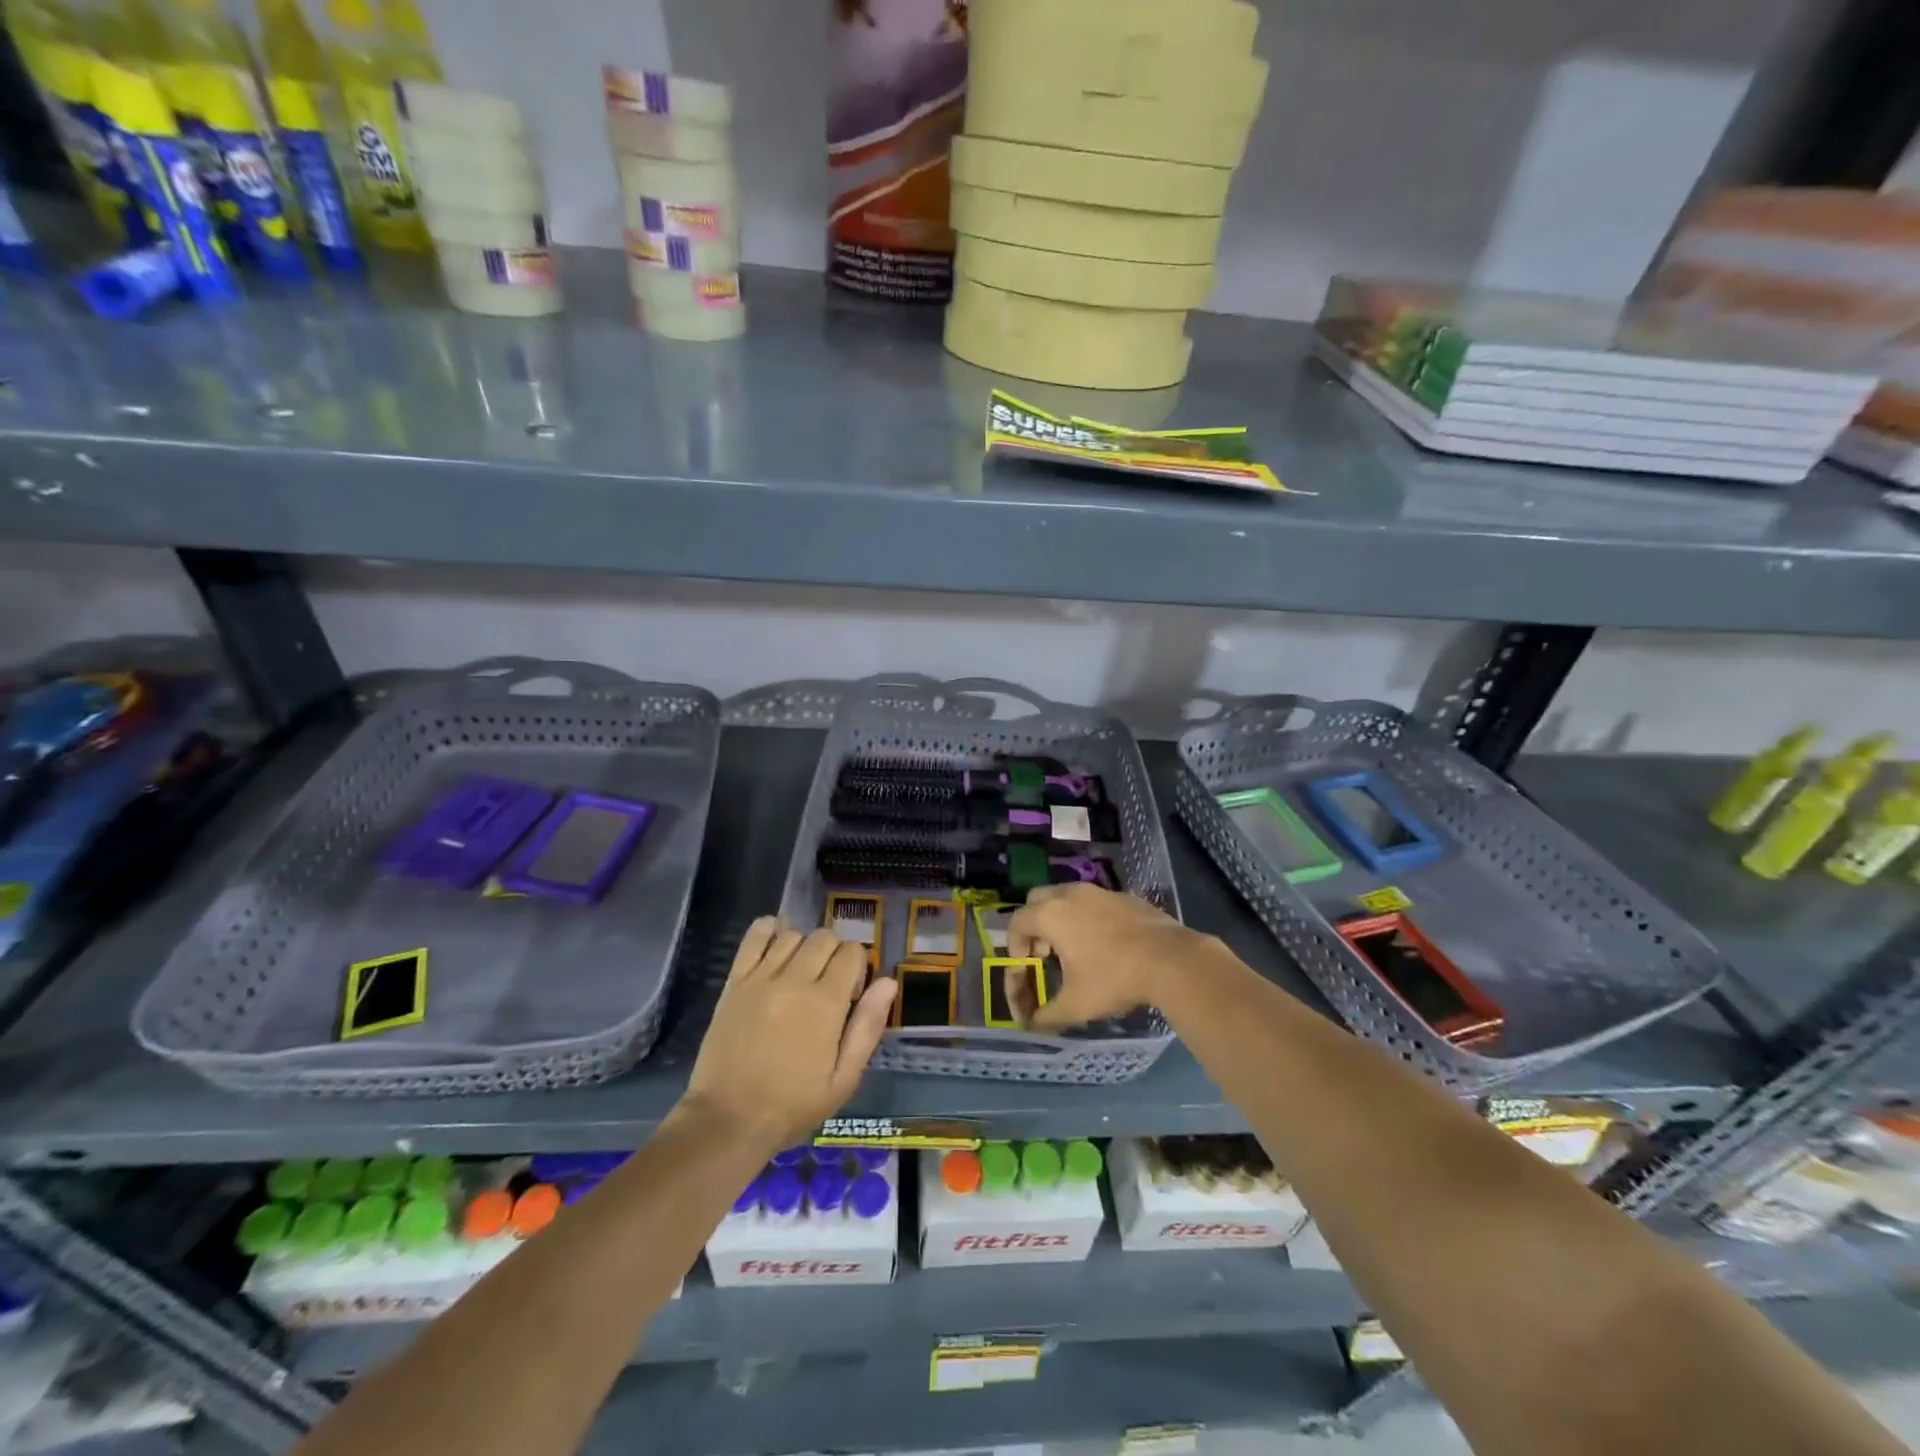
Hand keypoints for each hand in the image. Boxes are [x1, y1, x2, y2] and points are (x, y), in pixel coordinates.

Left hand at [680, 919, 896, 1150]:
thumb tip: (888, 982)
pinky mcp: (735, 980)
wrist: (729, 1119)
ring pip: (793, 934)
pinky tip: (775, 943)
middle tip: (826, 986)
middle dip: (834, 954)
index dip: (857, 968)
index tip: (849, 996)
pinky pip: (754, 936)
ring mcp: (762, 977)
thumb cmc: (793, 1104)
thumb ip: (868, 1026)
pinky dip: (769, 929)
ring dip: (804, 947)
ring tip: (799, 974)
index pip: (852, 953)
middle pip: (825, 937)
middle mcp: (795, 979)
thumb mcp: (844, 1078)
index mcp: (827, 1002)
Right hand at [1008, 884, 1208, 1032]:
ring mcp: (1098, 891)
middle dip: (1034, 926)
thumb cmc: (1114, 978)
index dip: (1014, 946)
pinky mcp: (1123, 895)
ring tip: (1073, 949)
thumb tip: (1031, 1026)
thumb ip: (1047, 1016)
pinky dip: (1087, 917)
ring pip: (1066, 897)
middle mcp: (1069, 894)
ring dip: (1060, 919)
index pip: (1016, 922)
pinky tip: (1104, 944)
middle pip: (1037, 901)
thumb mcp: (1076, 1005)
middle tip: (1044, 953)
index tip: (1026, 967)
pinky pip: (1093, 901)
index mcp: (1051, 914)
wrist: (1171, 959)